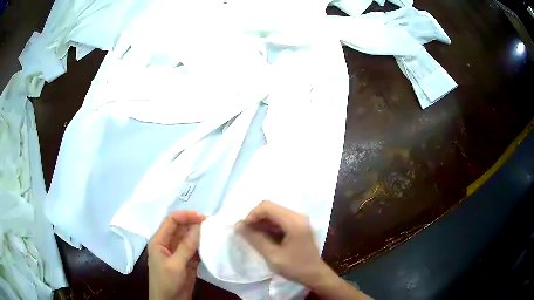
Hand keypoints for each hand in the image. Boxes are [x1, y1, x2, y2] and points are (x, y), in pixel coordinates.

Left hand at [148, 211, 204, 299]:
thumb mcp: (175, 264)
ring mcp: (178, 253)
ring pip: (189, 238)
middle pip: (181, 228)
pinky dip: (202, 246)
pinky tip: (212, 245)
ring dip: (200, 235)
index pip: (171, 221)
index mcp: (159, 240)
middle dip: (194, 224)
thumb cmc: (167, 282)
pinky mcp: (187, 261)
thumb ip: (186, 246)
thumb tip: (199, 227)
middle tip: (212, 224)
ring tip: (215, 232)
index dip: (186, 216)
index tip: (203, 217)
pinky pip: (195, 249)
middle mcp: (168, 243)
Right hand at [236, 201, 327, 286]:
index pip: (267, 207)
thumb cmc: (295, 267)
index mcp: (294, 221)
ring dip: (261, 222)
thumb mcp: (273, 256)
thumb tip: (238, 225)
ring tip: (253, 237)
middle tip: (247, 233)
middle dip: (255, 218)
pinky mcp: (298, 224)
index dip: (252, 215)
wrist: (315, 274)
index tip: (244, 229)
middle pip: (270, 208)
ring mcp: (299, 219)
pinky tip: (263, 238)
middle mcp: (297, 215)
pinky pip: (279, 219)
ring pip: (273, 213)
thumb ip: (255, 239)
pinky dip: (268, 226)